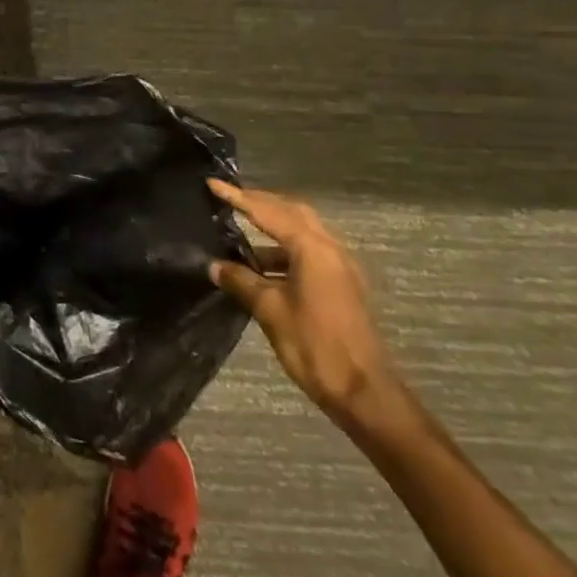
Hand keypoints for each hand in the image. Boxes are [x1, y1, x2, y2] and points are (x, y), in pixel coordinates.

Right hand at [207, 180, 404, 427]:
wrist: (363, 392)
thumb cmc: (314, 346)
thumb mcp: (270, 311)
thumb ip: (241, 281)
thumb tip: (214, 266)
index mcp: (313, 248)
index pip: (268, 212)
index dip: (238, 198)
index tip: (213, 184)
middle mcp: (330, 248)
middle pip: (292, 211)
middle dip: (261, 202)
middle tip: (230, 200)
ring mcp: (340, 266)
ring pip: (303, 231)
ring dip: (273, 227)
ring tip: (241, 233)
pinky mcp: (342, 284)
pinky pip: (309, 251)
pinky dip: (284, 250)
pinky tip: (262, 266)